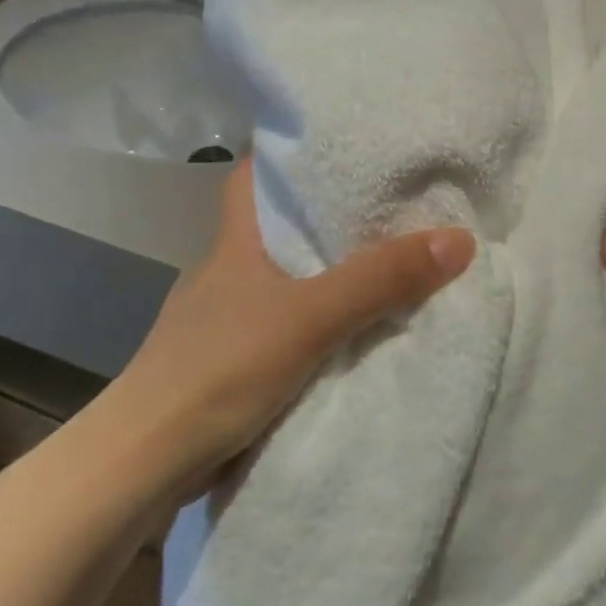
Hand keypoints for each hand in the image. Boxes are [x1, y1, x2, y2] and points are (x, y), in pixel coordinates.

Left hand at [115, 161, 474, 497]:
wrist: (145, 463)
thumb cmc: (220, 367)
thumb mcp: (311, 317)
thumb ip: (381, 279)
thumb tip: (460, 238)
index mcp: (235, 241)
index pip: (253, 175)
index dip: (287, 154)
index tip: (337, 143)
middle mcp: (227, 270)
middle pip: (277, 225)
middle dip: (325, 215)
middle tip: (387, 201)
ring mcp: (224, 318)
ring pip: (282, 278)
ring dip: (324, 272)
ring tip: (383, 258)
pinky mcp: (228, 361)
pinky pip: (283, 324)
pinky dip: (314, 319)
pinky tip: (349, 328)